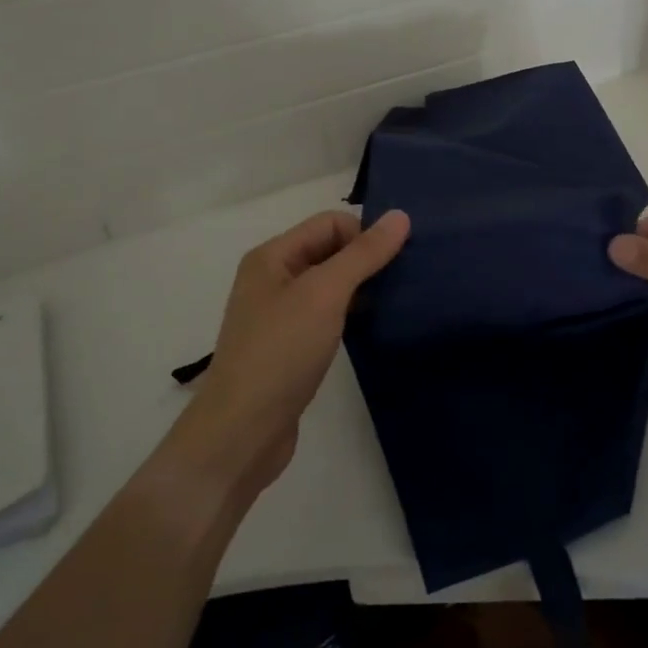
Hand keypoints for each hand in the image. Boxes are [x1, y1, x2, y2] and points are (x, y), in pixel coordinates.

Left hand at [166, 209, 410, 500]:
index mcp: (272, 256)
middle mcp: (273, 278)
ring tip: (395, 302)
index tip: (398, 261)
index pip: (329, 223)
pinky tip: (372, 328)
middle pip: (329, 250)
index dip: (364, 234)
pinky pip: (327, 314)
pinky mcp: (290, 346)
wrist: (242, 431)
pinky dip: (351, 314)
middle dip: (366, 259)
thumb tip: (400, 215)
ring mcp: (280, 314)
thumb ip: (363, 254)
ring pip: (330, 284)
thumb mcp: (325, 294)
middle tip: (404, 280)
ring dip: (362, 288)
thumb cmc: (281, 352)